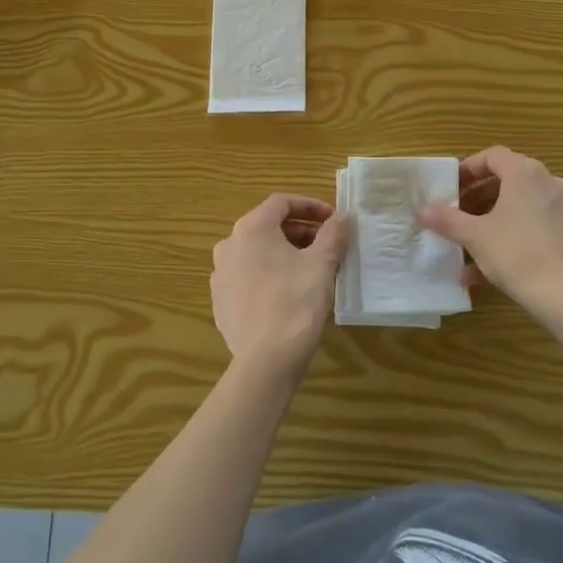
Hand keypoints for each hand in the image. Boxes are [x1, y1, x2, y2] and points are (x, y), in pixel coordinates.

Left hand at [211, 194, 351, 377]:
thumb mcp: (322, 264)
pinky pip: (247, 276)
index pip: (281, 202)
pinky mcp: (220, 301)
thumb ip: (333, 234)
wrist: (266, 360)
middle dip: (300, 231)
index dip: (310, 206)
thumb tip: (342, 217)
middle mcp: (228, 245)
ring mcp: (220, 274)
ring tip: (311, 268)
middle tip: (327, 245)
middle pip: (267, 226)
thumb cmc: (296, 302)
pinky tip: (288, 292)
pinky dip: (268, 274)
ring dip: (284, 252)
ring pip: (257, 252)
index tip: (333, 219)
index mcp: (251, 229)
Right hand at [419, 148, 562, 319]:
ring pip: (519, 207)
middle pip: (506, 181)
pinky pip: (533, 226)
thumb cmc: (518, 254)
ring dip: (490, 222)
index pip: (492, 156)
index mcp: (525, 173)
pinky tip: (486, 270)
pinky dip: (510, 238)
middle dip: (476, 199)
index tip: (449, 189)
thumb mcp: (475, 236)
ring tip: (466, 247)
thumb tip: (422, 209)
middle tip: (455, 216)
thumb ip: (447, 219)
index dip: (467, 170)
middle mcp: (549, 183)